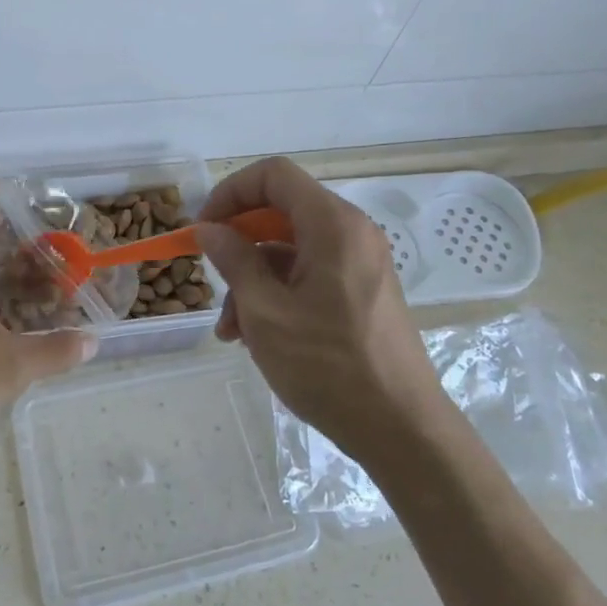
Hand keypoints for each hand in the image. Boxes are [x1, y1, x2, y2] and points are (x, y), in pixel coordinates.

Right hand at [195, 157, 441, 455]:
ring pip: (291, 248)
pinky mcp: (362, 291)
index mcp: (333, 224)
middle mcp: (352, 232)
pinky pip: (311, 274)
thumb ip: (234, 260)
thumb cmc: (328, 365)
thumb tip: (210, 229)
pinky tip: (256, 336)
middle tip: (210, 274)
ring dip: (253, 277)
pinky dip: (279, 293)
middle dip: (238, 242)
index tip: (204, 229)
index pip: (273, 175)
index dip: (230, 192)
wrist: (402, 430)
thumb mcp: (266, 311)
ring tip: (230, 329)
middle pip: (281, 211)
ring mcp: (360, 263)